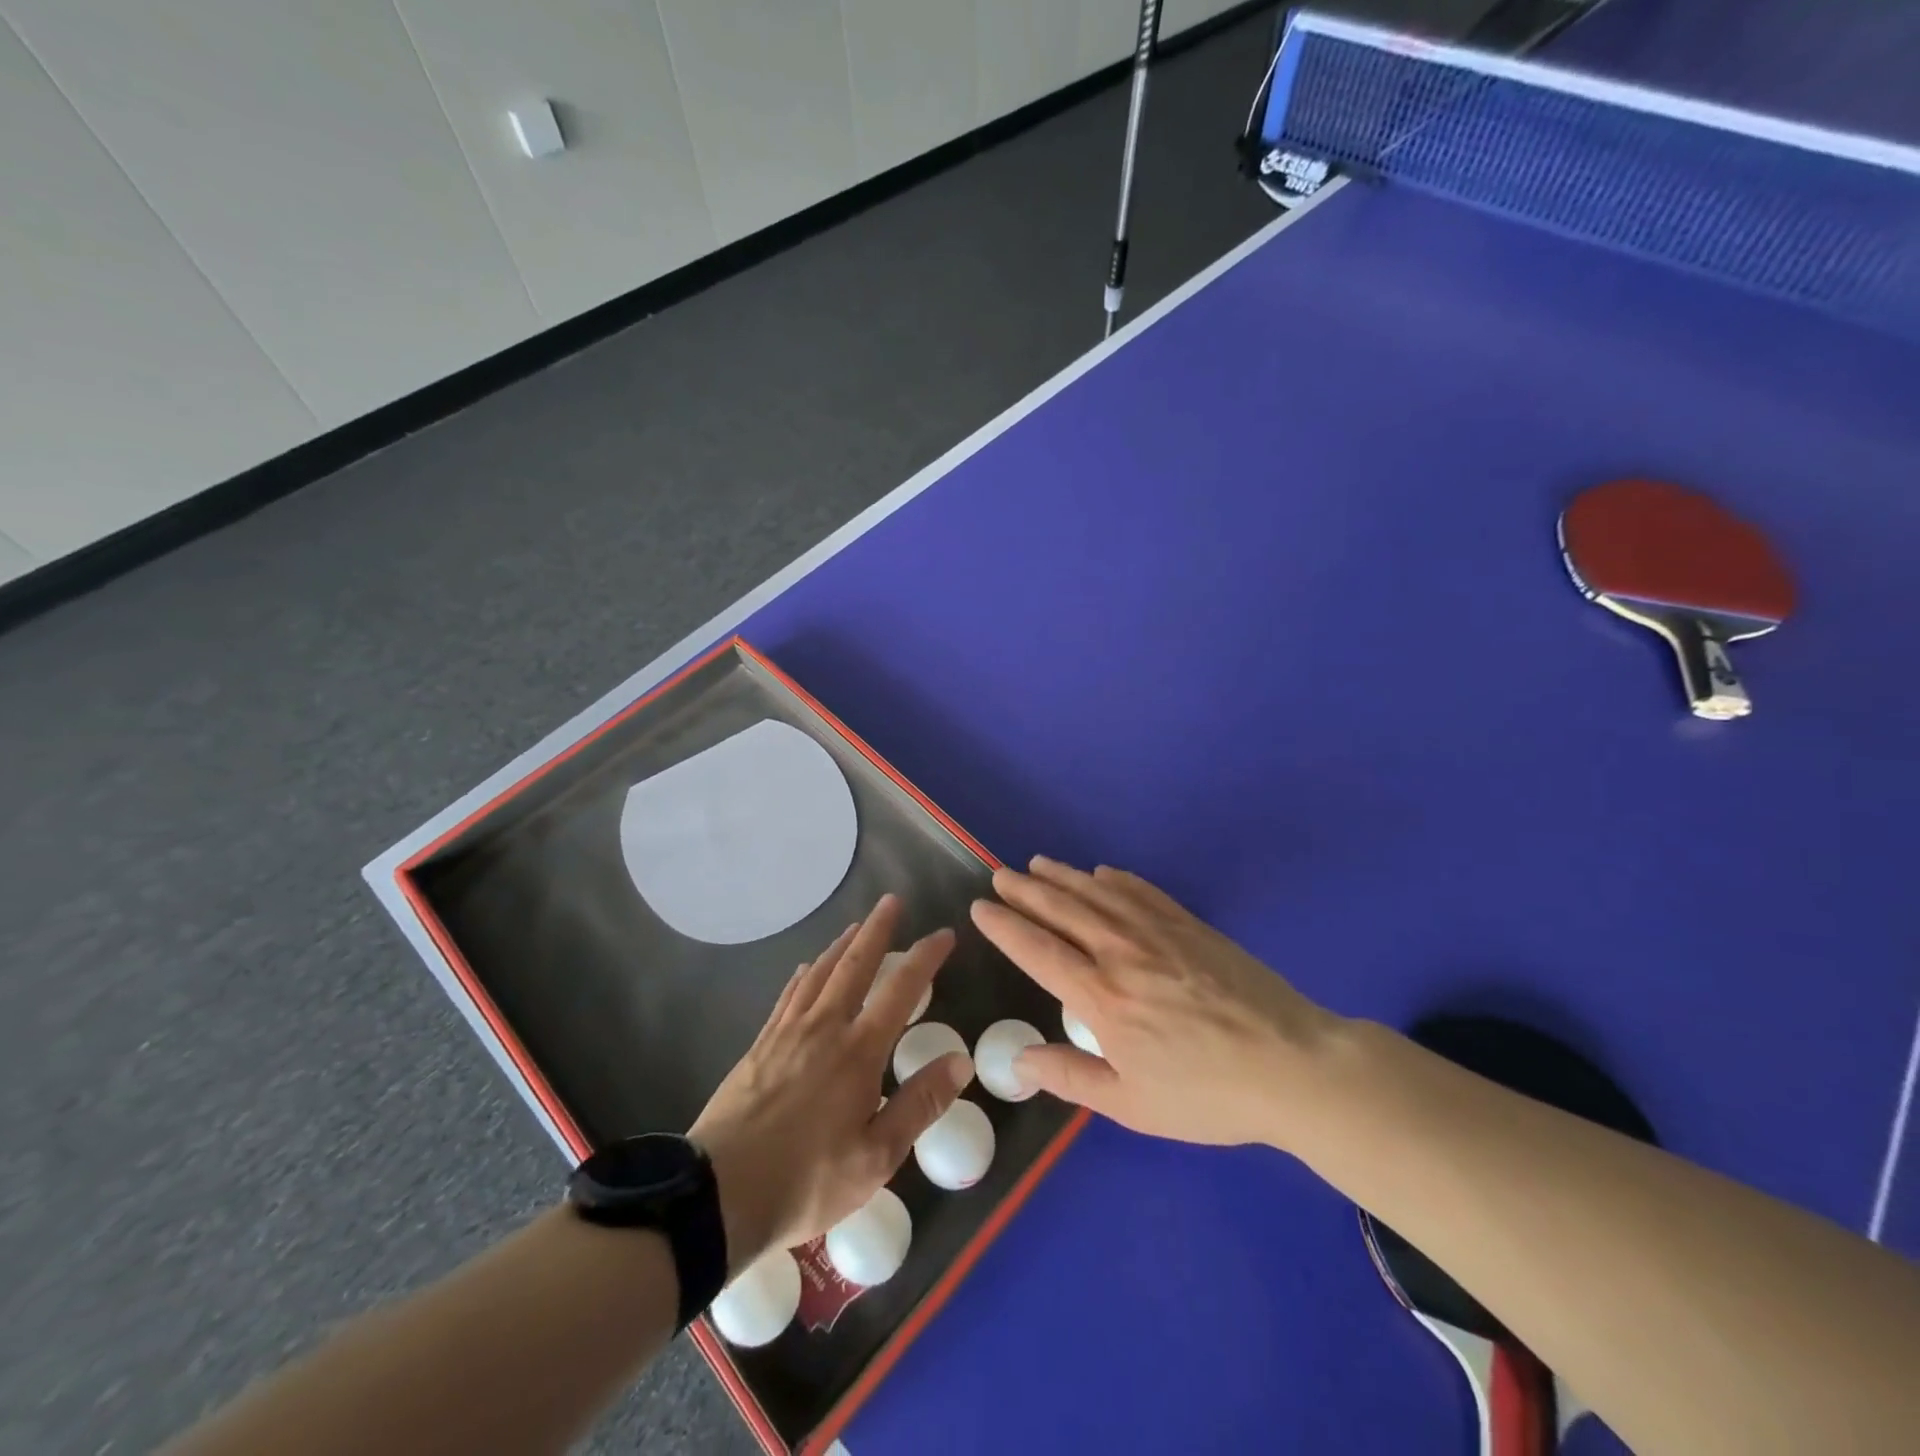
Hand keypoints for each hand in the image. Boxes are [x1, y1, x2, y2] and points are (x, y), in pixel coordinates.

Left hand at [688, 896, 970, 1275]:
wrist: (718, 1194)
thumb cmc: (807, 1180)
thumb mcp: (876, 1156)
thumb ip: (919, 1104)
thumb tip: (960, 1061)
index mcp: (858, 1052)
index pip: (900, 990)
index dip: (925, 958)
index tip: (943, 934)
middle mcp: (824, 1028)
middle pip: (855, 965)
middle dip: (877, 930)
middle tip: (891, 901)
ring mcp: (787, 1033)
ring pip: (819, 974)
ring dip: (841, 945)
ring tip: (856, 927)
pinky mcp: (760, 1046)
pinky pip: (788, 996)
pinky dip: (804, 975)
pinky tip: (807, 969)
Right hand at [971, 857, 1338, 1149]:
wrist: (1292, 1065)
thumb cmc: (1208, 1094)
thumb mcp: (1133, 1104)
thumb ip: (1071, 1077)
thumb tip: (1019, 1061)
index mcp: (1101, 998)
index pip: (1038, 951)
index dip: (1006, 926)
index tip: (981, 907)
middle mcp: (1121, 953)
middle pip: (1062, 910)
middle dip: (1026, 890)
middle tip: (1000, 874)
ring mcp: (1158, 932)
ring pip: (1098, 893)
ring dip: (1063, 876)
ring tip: (1037, 863)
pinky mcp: (1190, 925)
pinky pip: (1142, 891)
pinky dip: (1116, 879)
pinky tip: (1102, 872)